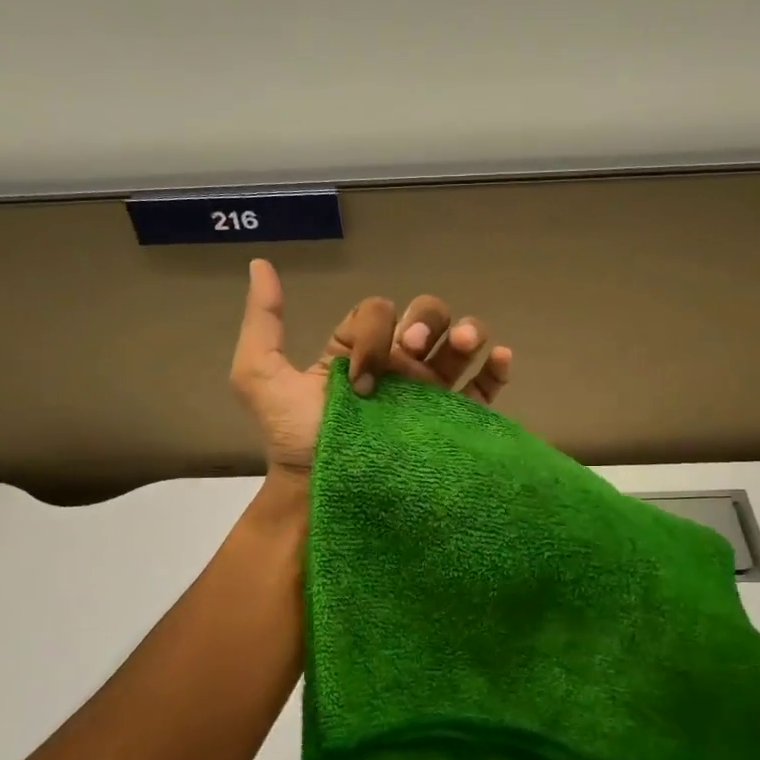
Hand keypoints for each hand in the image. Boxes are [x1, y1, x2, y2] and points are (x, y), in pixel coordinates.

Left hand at [230, 258, 513, 479]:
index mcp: (359, 353)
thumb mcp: (260, 377)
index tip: (360, 370)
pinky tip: (499, 358)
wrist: (323, 493)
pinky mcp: (452, 422)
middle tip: (414, 350)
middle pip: (427, 318)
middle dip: (426, 321)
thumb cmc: (295, 439)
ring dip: (467, 332)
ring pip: (459, 346)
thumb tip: (261, 266)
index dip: (374, 328)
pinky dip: (496, 369)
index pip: (379, 314)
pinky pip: (482, 391)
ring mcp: (427, 395)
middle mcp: (397, 368)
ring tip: (465, 343)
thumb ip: (263, 323)